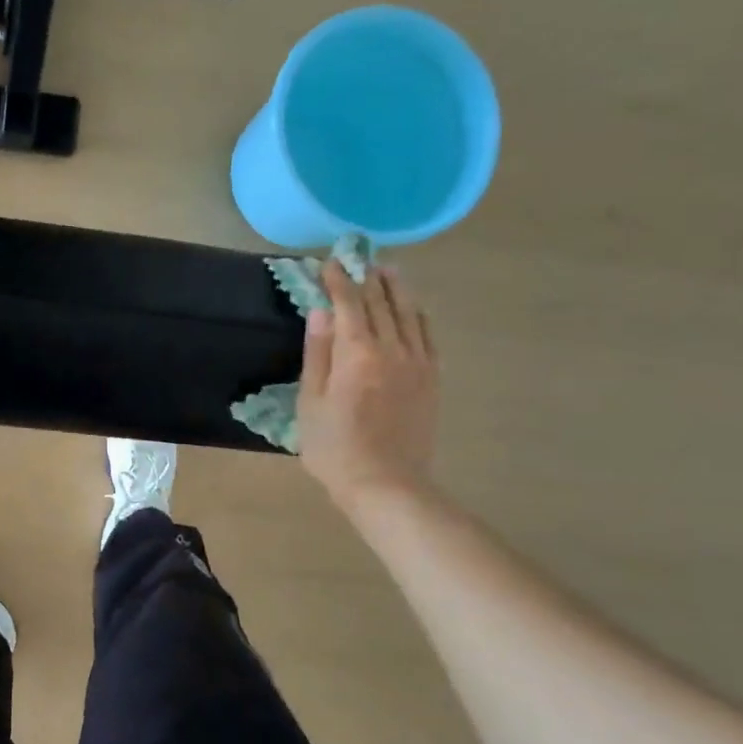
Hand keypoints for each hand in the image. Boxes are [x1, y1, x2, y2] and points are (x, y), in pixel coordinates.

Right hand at [298, 261, 440, 516]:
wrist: (386, 484)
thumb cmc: (334, 447)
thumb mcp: (310, 402)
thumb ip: (317, 353)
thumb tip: (321, 311)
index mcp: (357, 353)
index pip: (348, 304)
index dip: (337, 281)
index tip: (328, 263)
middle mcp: (392, 349)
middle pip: (381, 302)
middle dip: (366, 278)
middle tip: (357, 259)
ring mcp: (418, 362)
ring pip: (409, 313)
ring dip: (396, 289)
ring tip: (387, 271)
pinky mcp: (432, 378)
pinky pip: (427, 335)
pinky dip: (417, 315)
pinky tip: (412, 309)